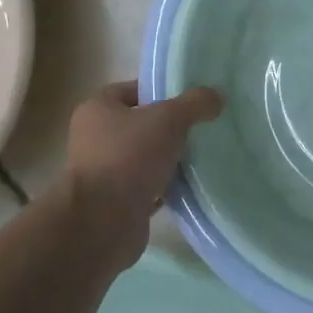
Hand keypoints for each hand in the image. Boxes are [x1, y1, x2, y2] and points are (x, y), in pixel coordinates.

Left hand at [63, 80, 224, 267]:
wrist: (103, 221)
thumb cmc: (129, 157)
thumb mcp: (168, 119)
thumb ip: (195, 104)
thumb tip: (217, 96)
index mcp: (97, 110)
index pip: (131, 90)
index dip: (160, 91)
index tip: (189, 101)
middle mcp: (95, 138)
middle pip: (139, 125)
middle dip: (169, 128)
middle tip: (200, 128)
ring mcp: (104, 172)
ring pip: (144, 157)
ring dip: (168, 159)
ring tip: (200, 156)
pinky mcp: (116, 202)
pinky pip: (147, 187)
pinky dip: (166, 186)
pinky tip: (191, 185)